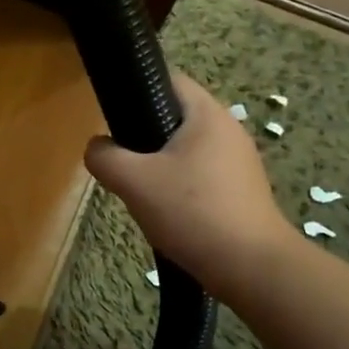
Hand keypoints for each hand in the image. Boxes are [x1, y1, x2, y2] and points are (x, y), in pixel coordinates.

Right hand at [84, 72, 290, 295]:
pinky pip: (201, 175)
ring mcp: (240, 162)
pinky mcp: (242, 191)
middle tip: (122, 160)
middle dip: (144, 135)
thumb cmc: (192, 212)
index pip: (170, 79)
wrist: (252, 268)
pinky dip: (180, 187)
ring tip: (141, 190)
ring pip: (186, 150)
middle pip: (176, 117)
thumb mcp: (134, 181)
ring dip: (160, 165)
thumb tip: (96, 147)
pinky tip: (168, 213)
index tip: (113, 114)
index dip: (137, 88)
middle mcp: (228, 130)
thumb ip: (105, 157)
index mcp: (207, 114)